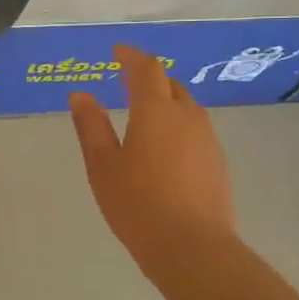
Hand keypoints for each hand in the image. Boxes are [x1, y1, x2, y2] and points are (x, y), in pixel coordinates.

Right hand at [70, 45, 236, 280]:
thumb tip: (80, 94)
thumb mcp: (102, 166)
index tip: (117, 52)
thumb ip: (91, 127)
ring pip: (186, 108)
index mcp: (155, 111)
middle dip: (149, 79)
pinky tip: (164, 149)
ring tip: (144, 116)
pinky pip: (195, 131)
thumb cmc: (138, 204)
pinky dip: (177, 126)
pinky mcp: (218, 162)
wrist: (193, 248)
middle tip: (127, 83)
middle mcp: (187, 116)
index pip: (146, 69)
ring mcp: (208, 139)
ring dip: (165, 102)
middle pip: (170, 85)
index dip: (131, 56)